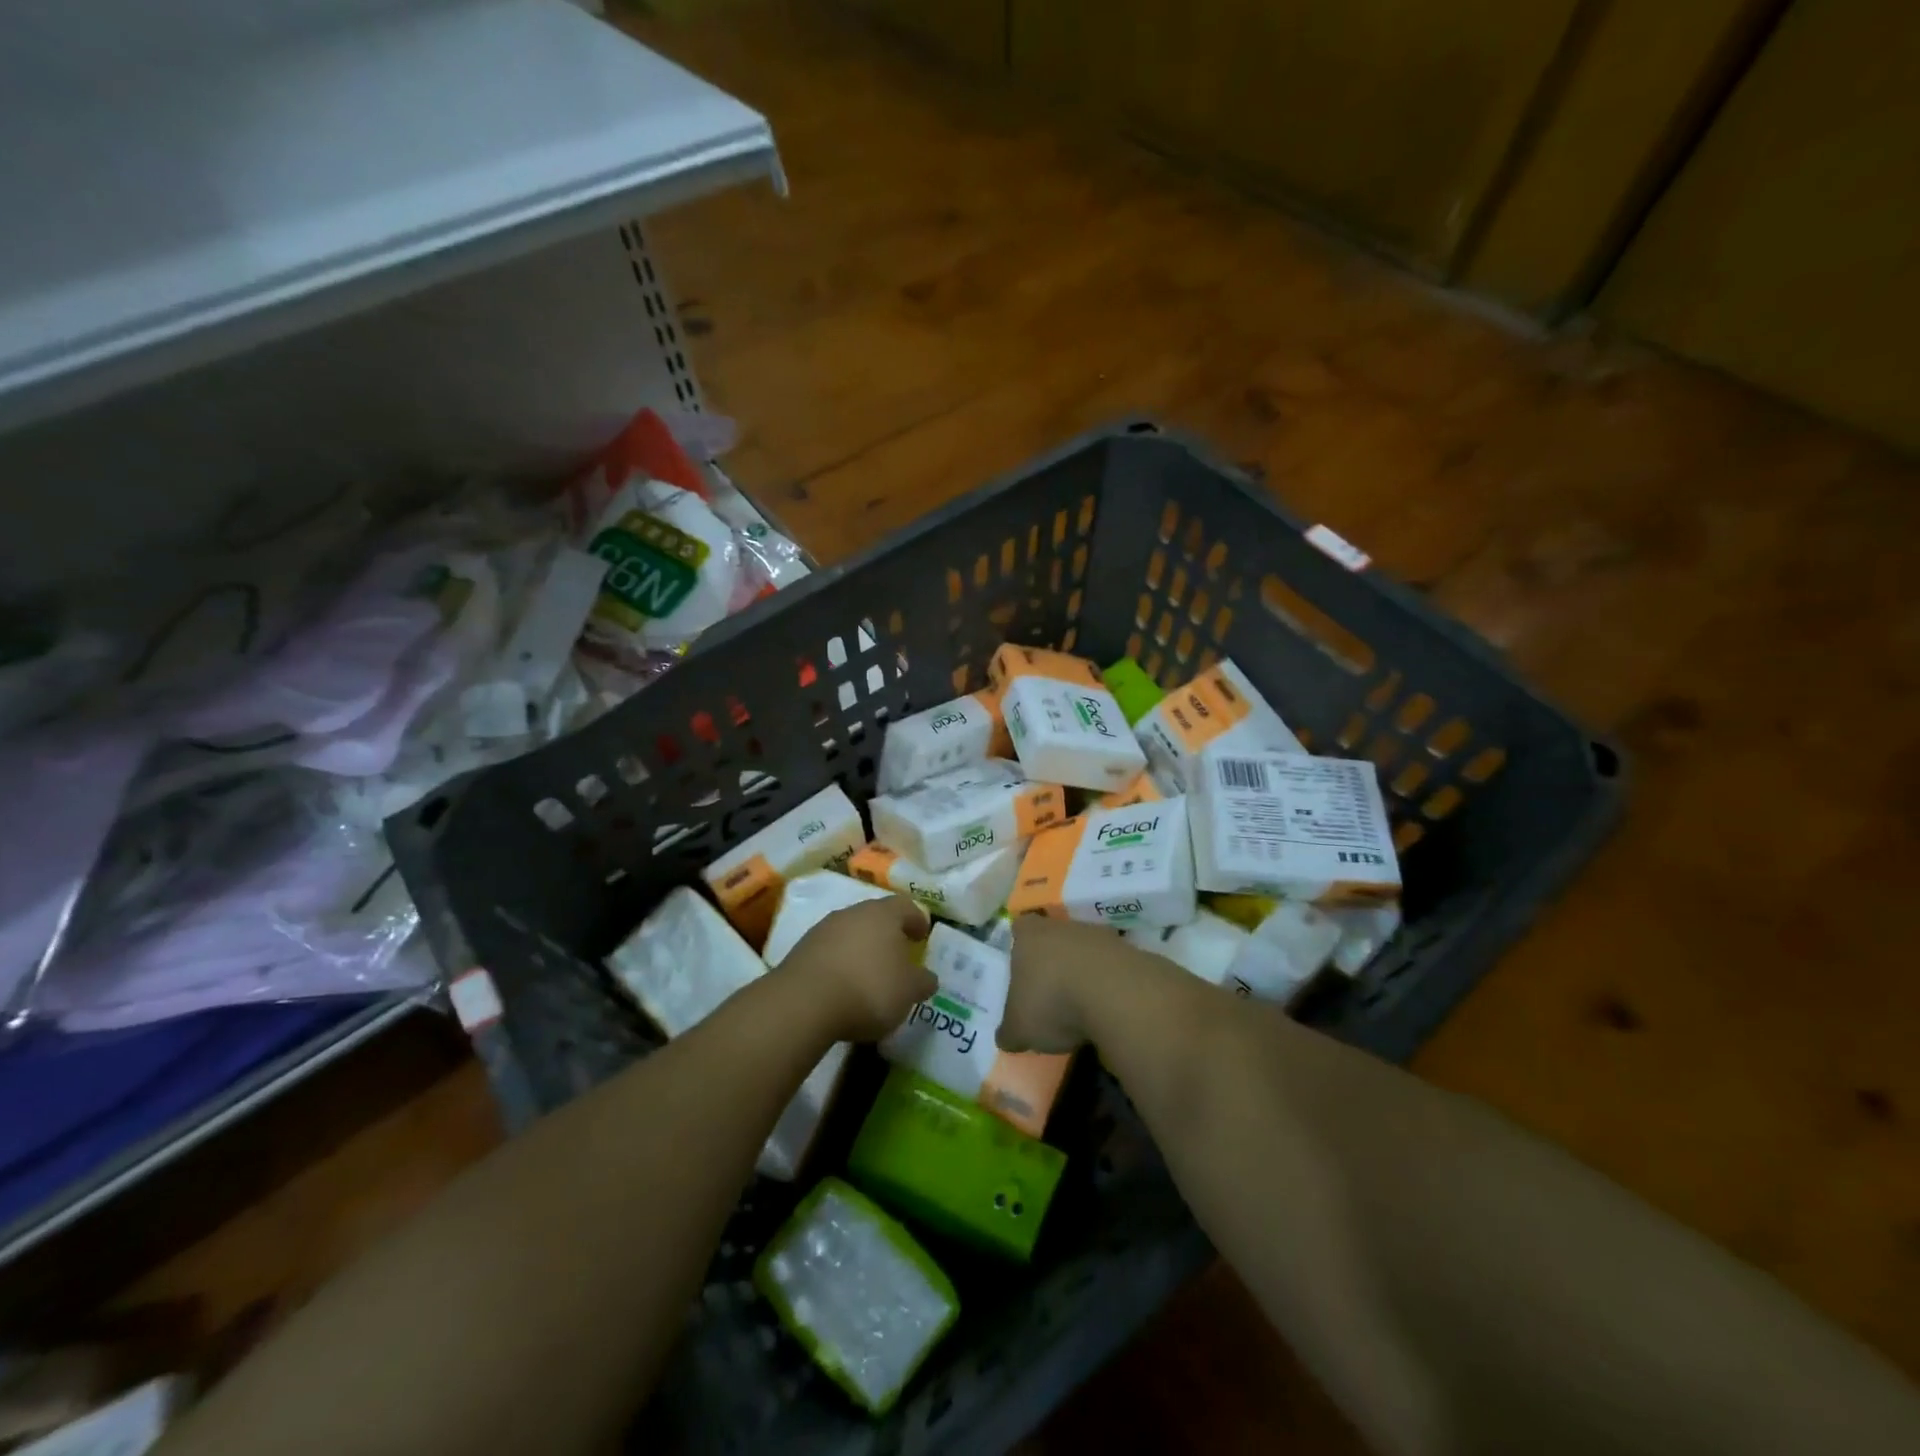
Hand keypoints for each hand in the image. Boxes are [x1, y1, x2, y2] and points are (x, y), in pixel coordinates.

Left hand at [781, 895, 935, 1041]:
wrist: (804, 1002)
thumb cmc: (869, 989)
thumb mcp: (908, 991)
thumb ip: (922, 981)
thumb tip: (927, 977)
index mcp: (883, 914)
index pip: (905, 906)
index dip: (917, 920)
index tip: (922, 936)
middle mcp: (852, 912)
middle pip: (875, 917)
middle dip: (887, 934)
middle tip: (897, 955)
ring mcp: (823, 929)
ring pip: (850, 932)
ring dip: (861, 948)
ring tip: (869, 974)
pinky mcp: (801, 950)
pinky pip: (829, 951)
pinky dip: (840, 963)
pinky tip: (843, 986)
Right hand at [998, 916, 1126, 1054]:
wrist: (1116, 995)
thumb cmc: (1053, 1002)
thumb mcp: (1020, 1029)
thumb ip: (1011, 1031)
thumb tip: (1007, 1037)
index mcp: (1030, 936)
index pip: (1020, 928)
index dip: (1019, 945)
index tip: (1021, 966)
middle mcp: (1063, 927)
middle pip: (1054, 937)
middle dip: (1053, 961)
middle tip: (1049, 992)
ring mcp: (1100, 936)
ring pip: (1086, 950)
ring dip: (1083, 972)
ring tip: (1081, 1006)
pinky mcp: (1131, 952)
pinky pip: (1113, 967)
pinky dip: (1110, 984)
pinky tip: (1108, 1009)